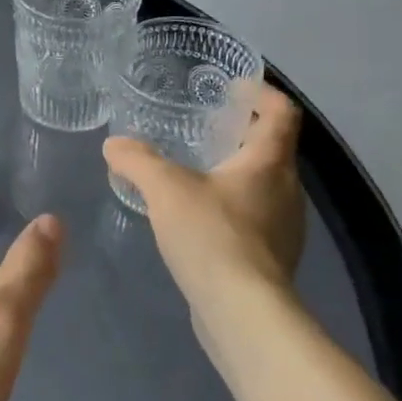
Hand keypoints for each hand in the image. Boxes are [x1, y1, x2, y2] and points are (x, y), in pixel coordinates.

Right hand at [103, 83, 305, 307]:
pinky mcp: (272, 259)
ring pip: (263, 186)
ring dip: (236, 173)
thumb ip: (138, 161)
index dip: (262, 93)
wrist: (242, 312)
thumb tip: (115, 144)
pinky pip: (254, 218)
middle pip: (273, 149)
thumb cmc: (211, 236)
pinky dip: (231, 207)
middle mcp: (286, 190)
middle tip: (204, 129)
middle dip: (242, 134)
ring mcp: (284, 228)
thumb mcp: (165, 189)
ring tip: (196, 173)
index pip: (281, 113)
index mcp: (268, 163)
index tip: (234, 88)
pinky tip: (198, 220)